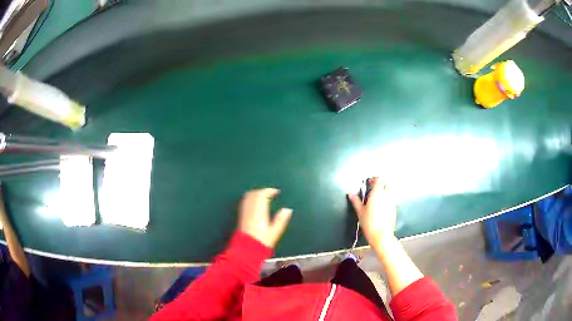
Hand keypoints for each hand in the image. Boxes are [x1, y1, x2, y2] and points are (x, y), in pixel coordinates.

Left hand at [238, 188, 291, 247]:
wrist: (247, 249)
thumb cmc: (262, 241)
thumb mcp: (275, 232)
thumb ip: (281, 220)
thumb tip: (287, 210)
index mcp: (259, 211)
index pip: (262, 195)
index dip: (269, 191)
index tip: (276, 191)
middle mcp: (250, 209)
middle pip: (254, 194)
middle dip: (262, 191)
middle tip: (270, 193)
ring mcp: (244, 212)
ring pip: (248, 197)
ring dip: (256, 194)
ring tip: (262, 196)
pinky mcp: (241, 217)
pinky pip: (245, 202)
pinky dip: (250, 199)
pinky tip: (254, 203)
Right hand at [348, 178, 396, 245]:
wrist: (381, 235)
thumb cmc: (369, 223)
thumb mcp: (360, 212)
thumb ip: (356, 201)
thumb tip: (350, 194)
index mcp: (378, 194)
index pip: (379, 180)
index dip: (374, 179)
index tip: (368, 183)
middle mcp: (387, 196)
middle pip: (386, 184)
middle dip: (380, 185)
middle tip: (372, 190)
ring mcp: (392, 202)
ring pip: (389, 192)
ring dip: (384, 193)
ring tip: (375, 200)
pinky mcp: (394, 209)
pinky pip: (391, 200)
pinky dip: (386, 200)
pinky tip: (380, 208)